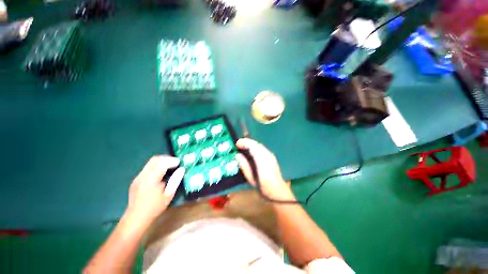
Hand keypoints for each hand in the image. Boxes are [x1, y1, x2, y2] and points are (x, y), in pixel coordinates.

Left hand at [124, 155, 184, 225]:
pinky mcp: (136, 179)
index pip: (162, 163)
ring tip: (170, 166)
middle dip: (167, 158)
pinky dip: (156, 165)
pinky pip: (148, 167)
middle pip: (154, 159)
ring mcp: (138, 177)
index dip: (172, 161)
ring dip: (162, 161)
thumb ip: (175, 180)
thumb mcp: (168, 195)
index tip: (180, 162)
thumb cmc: (154, 208)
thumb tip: (182, 169)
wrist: (135, 218)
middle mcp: (143, 176)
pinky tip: (162, 172)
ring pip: (150, 162)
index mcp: (151, 180)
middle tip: (175, 162)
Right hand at [235, 138, 291, 198]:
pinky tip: (251, 151)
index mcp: (262, 160)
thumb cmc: (262, 186)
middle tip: (238, 144)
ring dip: (251, 144)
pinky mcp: (272, 157)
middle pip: (257, 144)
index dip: (244, 143)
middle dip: (247, 142)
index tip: (237, 143)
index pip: (253, 147)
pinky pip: (262, 148)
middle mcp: (268, 155)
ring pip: (260, 145)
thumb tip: (237, 155)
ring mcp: (271, 155)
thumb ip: (244, 165)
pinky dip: (255, 147)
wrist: (277, 191)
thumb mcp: (251, 178)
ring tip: (243, 146)